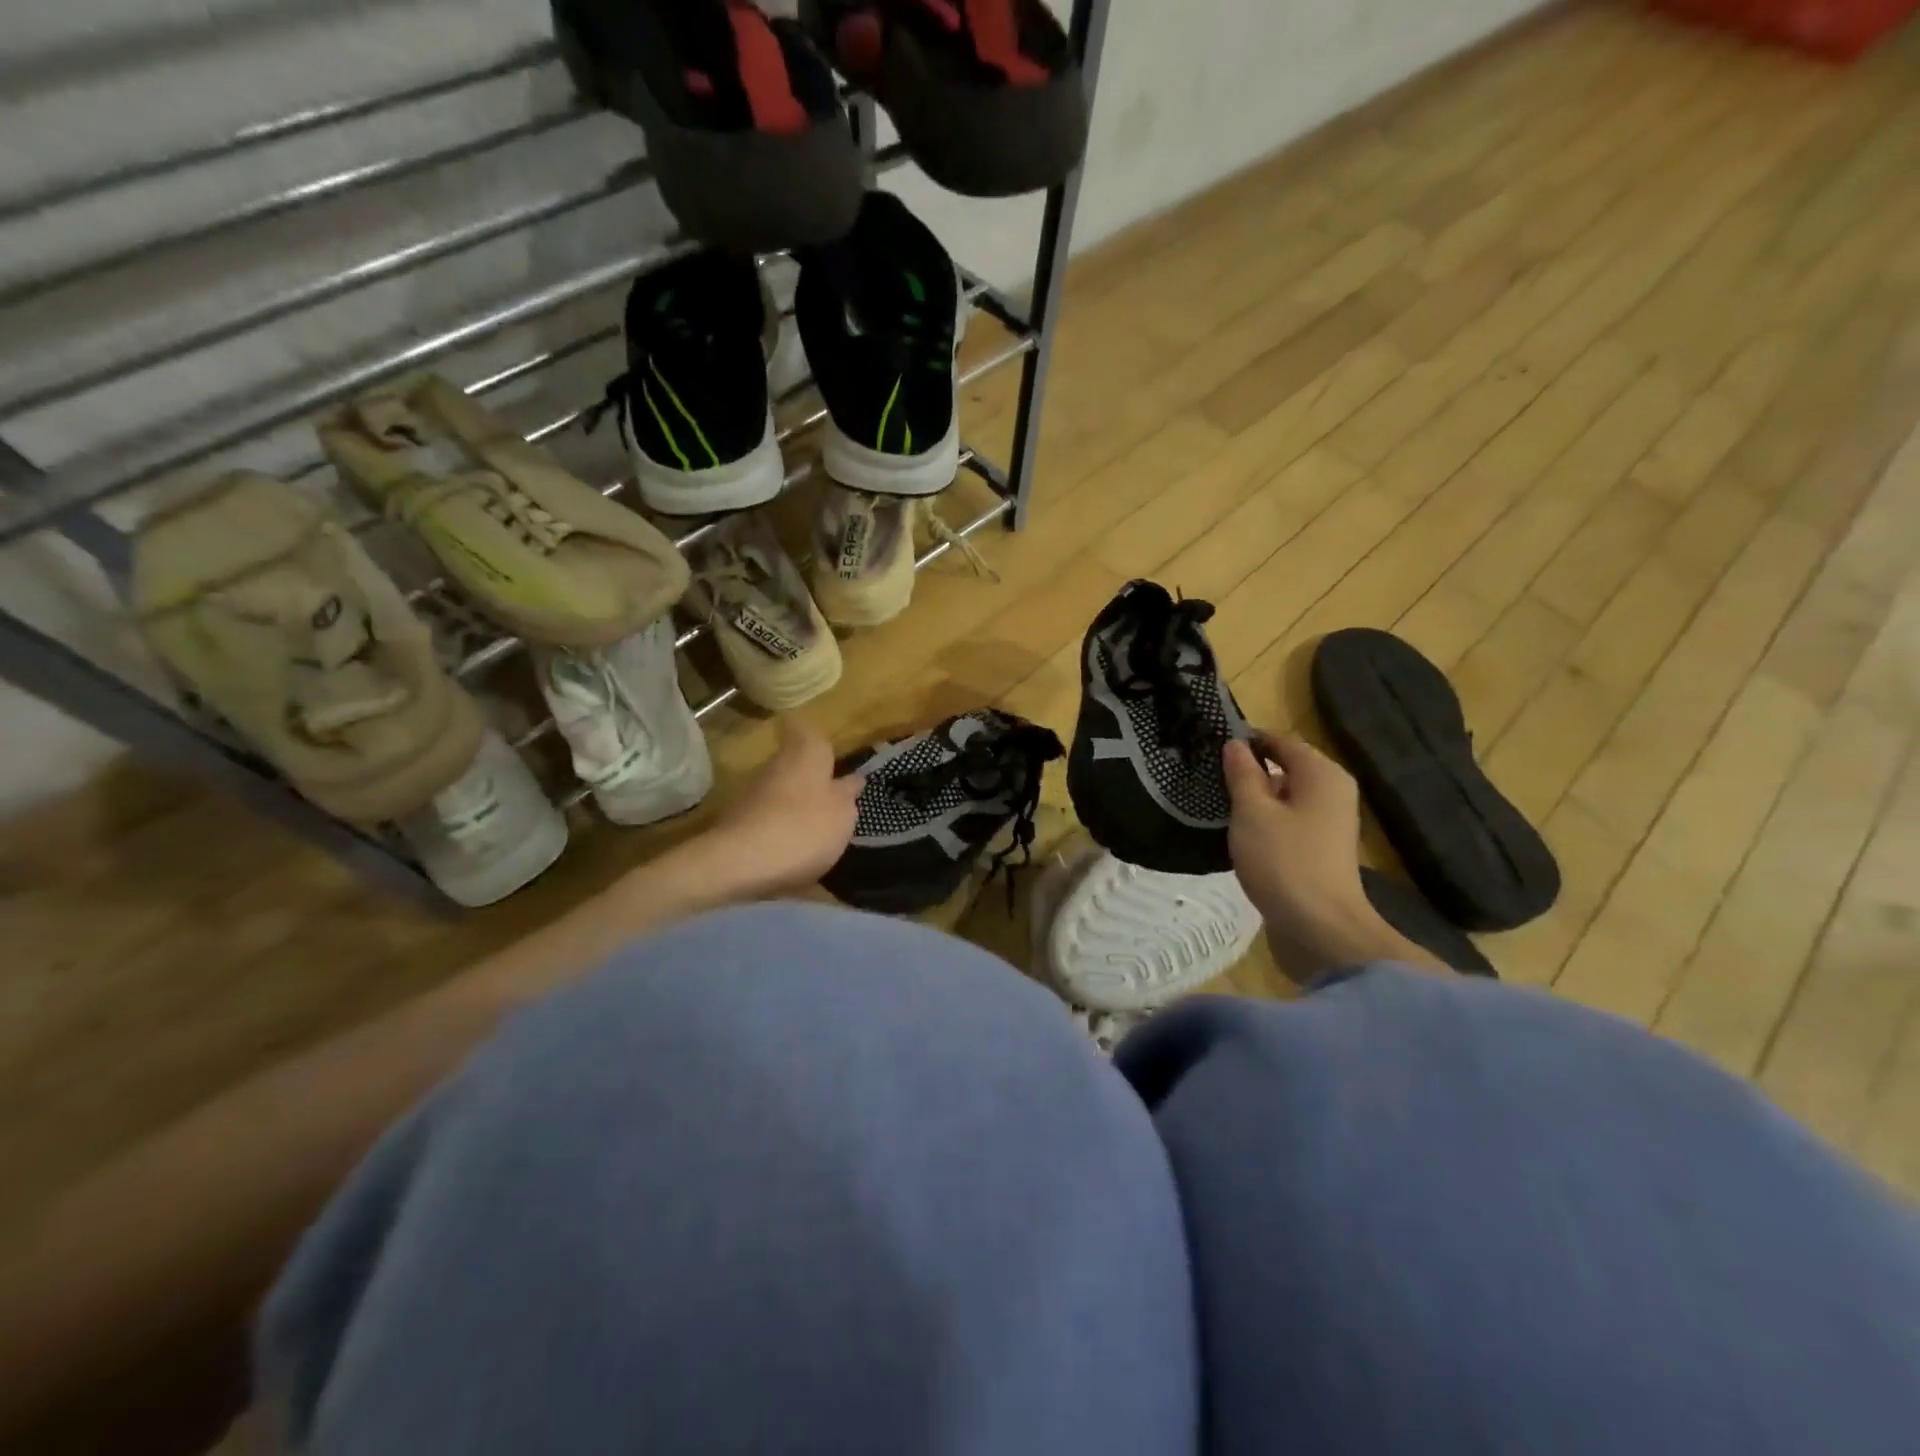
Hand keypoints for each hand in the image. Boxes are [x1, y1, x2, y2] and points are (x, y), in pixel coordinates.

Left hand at [703, 720, 864, 896]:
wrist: (741, 862)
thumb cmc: (805, 827)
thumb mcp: (843, 814)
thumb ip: (847, 794)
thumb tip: (852, 779)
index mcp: (806, 754)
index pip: (804, 729)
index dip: (812, 736)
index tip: (825, 751)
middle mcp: (775, 764)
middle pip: (791, 762)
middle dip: (808, 778)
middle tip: (829, 799)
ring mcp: (751, 792)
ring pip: (777, 791)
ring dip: (792, 805)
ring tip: (812, 832)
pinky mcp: (735, 821)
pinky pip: (764, 818)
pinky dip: (776, 829)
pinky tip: (790, 852)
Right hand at [1224, 733, 1436, 981]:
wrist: (1320, 928)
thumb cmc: (1283, 861)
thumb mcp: (1252, 812)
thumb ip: (1243, 774)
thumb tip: (1235, 745)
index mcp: (1322, 775)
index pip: (1281, 742)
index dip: (1248, 741)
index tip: (1212, 746)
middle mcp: (1333, 792)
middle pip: (1287, 768)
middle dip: (1250, 770)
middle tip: (1209, 775)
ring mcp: (1329, 823)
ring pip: (1287, 797)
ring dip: (1256, 798)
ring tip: (1218, 802)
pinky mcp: (1320, 850)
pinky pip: (1289, 821)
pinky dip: (1266, 821)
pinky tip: (1240, 832)